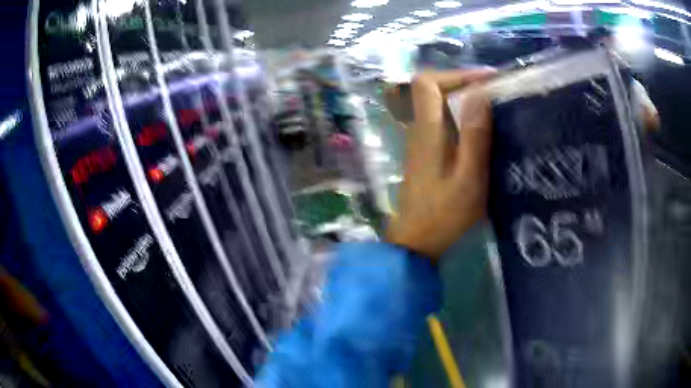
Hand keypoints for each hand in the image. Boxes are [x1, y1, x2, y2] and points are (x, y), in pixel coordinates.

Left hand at [385, 69, 493, 259]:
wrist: (416, 243)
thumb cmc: (445, 215)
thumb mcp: (469, 178)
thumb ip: (475, 136)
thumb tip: (480, 94)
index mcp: (427, 131)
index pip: (427, 83)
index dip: (456, 74)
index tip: (487, 79)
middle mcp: (420, 130)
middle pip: (433, 90)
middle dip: (464, 83)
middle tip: (496, 90)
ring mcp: (421, 142)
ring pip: (438, 106)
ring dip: (465, 99)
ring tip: (495, 105)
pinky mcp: (427, 154)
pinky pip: (443, 122)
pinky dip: (462, 116)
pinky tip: (483, 129)